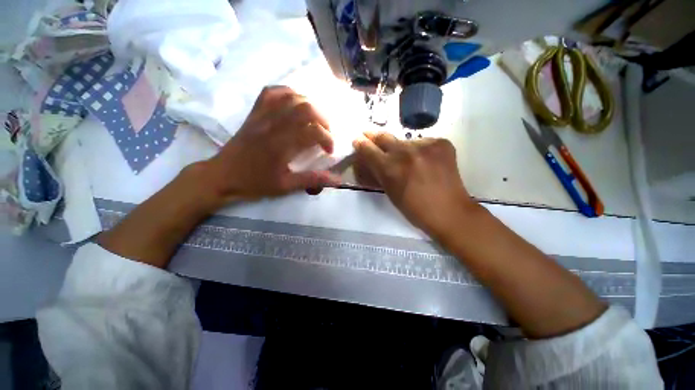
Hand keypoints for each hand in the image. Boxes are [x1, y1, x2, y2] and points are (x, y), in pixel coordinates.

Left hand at [192, 86, 341, 208]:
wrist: (222, 175)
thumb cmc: (255, 183)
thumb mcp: (286, 186)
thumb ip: (312, 179)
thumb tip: (337, 180)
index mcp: (281, 145)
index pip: (313, 132)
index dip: (327, 139)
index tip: (329, 150)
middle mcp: (273, 125)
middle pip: (305, 108)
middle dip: (323, 119)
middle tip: (325, 133)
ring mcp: (262, 115)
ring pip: (291, 97)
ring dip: (309, 105)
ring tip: (314, 120)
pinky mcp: (255, 112)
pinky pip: (272, 92)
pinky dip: (288, 93)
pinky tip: (295, 103)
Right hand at [352, 132, 477, 236]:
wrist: (449, 211)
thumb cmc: (415, 209)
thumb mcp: (390, 192)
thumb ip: (379, 173)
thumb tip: (371, 159)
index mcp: (390, 169)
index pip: (369, 150)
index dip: (361, 144)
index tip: (358, 139)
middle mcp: (406, 152)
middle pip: (384, 137)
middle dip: (374, 136)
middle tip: (369, 135)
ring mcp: (426, 145)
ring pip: (405, 141)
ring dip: (401, 147)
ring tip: (408, 159)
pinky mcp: (442, 142)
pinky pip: (423, 142)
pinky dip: (420, 150)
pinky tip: (425, 161)